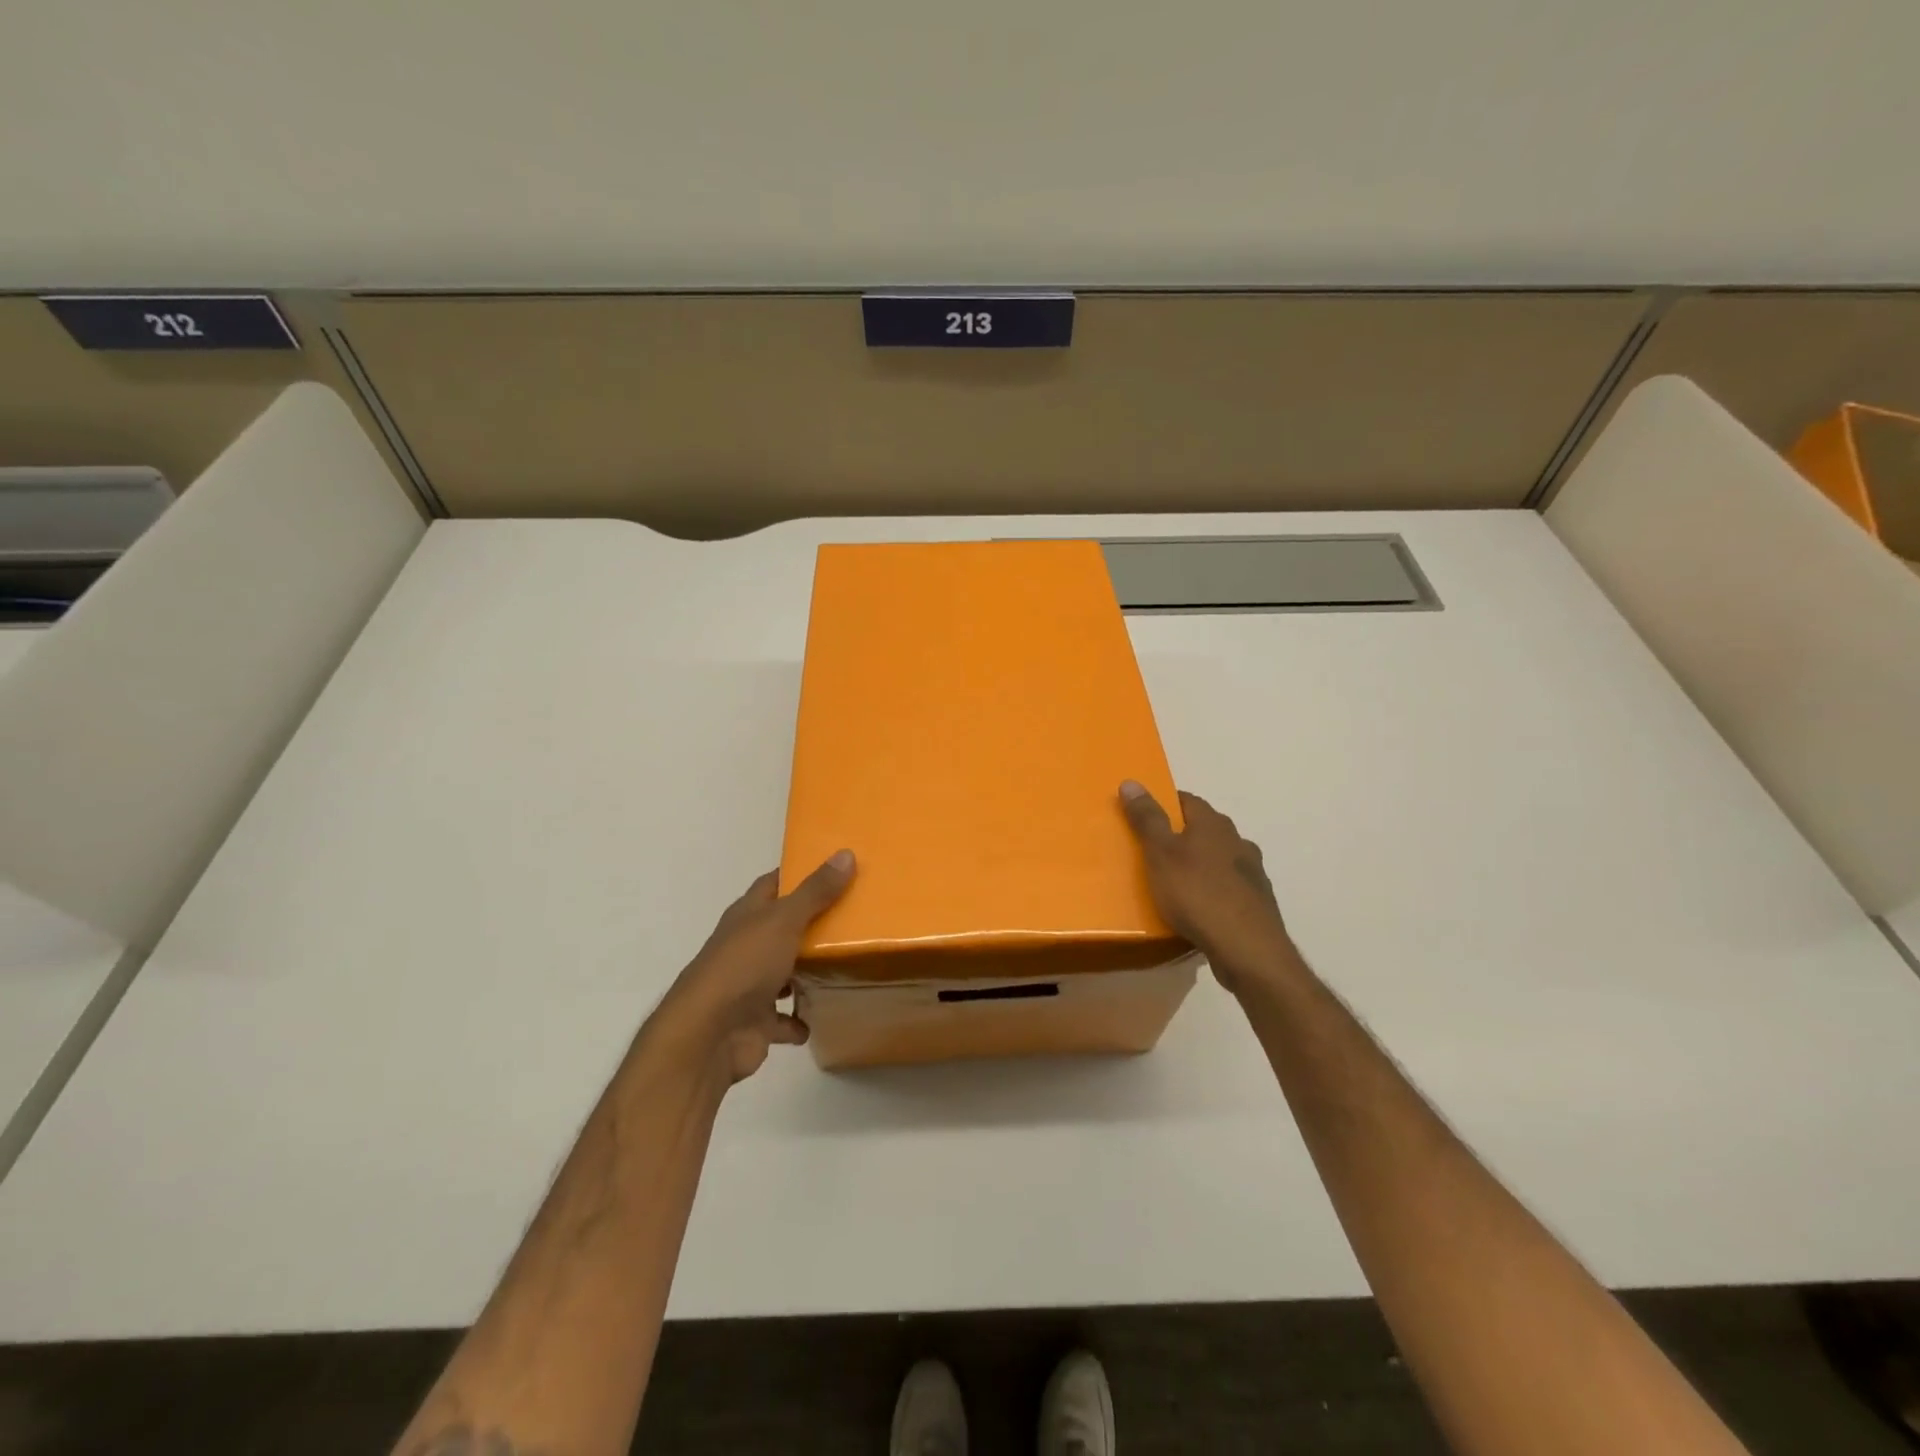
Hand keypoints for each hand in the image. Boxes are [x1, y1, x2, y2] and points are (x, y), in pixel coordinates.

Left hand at [650, 851, 854, 1084]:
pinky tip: (823, 1014)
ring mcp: (750, 985)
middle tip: (855, 916)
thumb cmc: (744, 965)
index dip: (800, 874)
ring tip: (847, 963)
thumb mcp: (784, 919)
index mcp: (748, 915)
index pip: (774, 884)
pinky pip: (784, 1019)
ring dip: (807, 972)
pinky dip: (799, 1020)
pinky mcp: (756, 1022)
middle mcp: (746, 946)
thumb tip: (846, 853)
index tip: (835, 868)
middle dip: (812, 924)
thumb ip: (816, 891)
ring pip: (784, 973)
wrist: (708, 1035)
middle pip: (783, 928)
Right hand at [1119, 782, 1295, 995]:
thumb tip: (1131, 781)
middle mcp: (1238, 842)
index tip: (1144, 815)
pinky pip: (1229, 888)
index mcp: (1214, 824)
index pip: (1187, 800)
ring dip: (1201, 864)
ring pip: (1220, 859)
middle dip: (1182, 835)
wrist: (1247, 949)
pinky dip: (1213, 890)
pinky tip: (1200, 908)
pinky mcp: (1258, 904)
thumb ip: (1146, 818)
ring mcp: (1253, 873)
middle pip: (1206, 829)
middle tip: (1154, 850)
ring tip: (1176, 882)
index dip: (1165, 804)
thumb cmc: (1197, 894)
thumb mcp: (1160, 853)